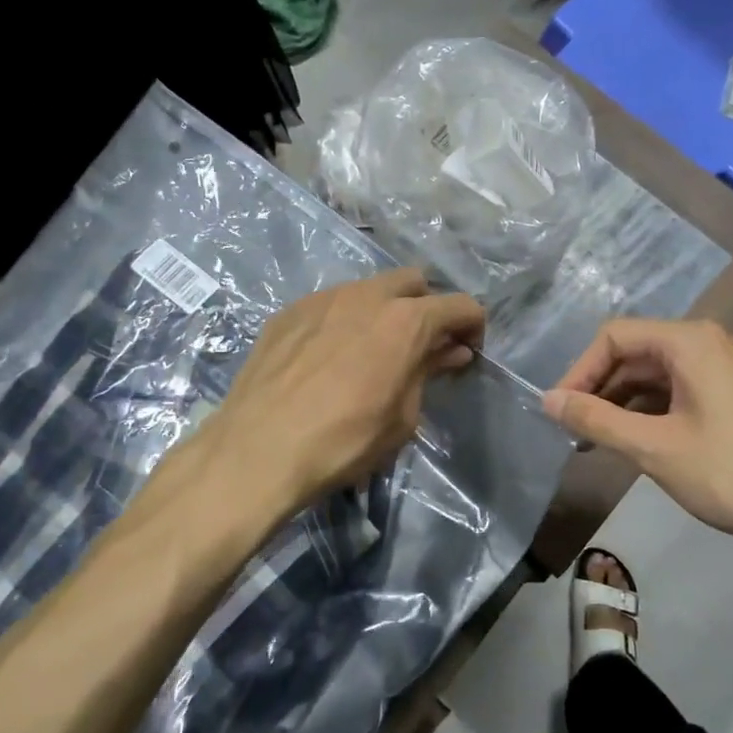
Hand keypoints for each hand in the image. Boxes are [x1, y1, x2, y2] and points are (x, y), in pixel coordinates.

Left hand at [199, 267, 484, 521]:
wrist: (258, 450)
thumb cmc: (345, 441)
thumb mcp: (402, 416)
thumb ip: (428, 372)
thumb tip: (451, 351)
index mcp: (405, 320)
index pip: (460, 305)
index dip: (473, 327)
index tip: (468, 352)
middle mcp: (367, 295)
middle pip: (413, 282)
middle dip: (427, 307)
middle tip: (422, 347)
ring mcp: (323, 298)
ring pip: (368, 289)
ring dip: (384, 311)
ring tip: (373, 351)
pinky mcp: (288, 312)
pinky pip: (330, 304)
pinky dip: (344, 321)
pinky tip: (330, 357)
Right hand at [542, 318, 732, 559]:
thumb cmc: (729, 471)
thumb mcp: (653, 447)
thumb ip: (595, 420)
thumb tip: (548, 401)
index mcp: (690, 341)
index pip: (615, 337)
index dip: (580, 370)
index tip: (560, 410)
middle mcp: (712, 343)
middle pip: (639, 352)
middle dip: (602, 388)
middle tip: (576, 430)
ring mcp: (732, 369)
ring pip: (662, 373)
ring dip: (627, 402)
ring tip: (602, 440)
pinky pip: (686, 389)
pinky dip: (656, 410)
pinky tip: (642, 441)